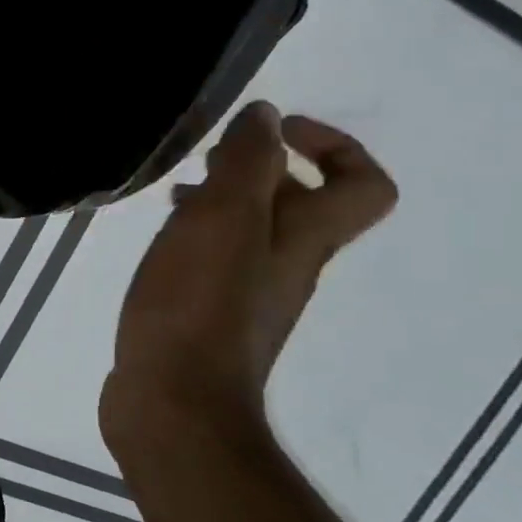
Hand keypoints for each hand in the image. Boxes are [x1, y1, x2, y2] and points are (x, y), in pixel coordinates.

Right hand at [100, 102, 396, 455]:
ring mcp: (249, 296)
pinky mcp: (210, 318)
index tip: (273, 132)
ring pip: (253, 230)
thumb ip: (247, 162)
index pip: (363, 186)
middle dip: (258, 167)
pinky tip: (159, 241)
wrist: (173, 403)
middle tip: (206, 160)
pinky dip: (197, 235)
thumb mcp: (222, 219)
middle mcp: (287, 266)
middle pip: (301, 204)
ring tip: (174, 195)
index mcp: (304, 241)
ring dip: (222, 199)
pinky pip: (218, 260)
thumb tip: (266, 118)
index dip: (332, 145)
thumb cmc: (197, 306)